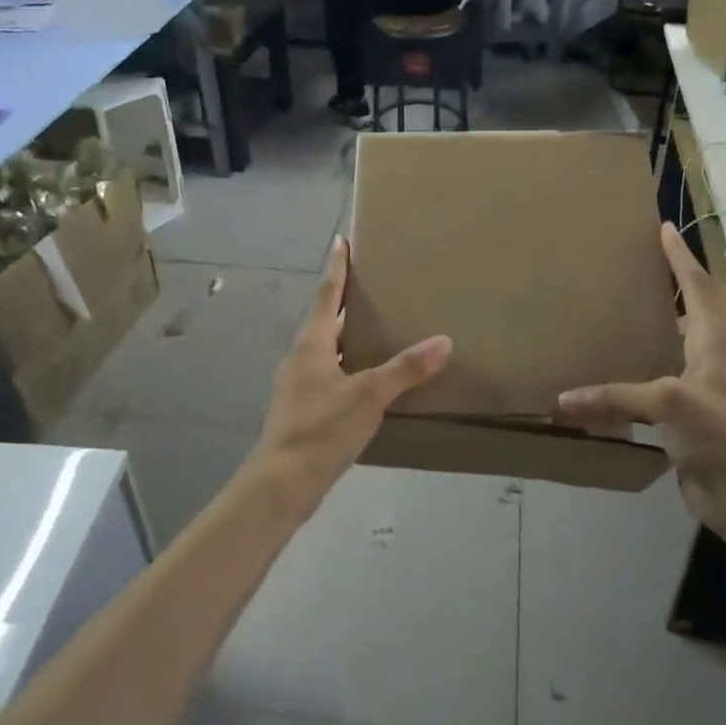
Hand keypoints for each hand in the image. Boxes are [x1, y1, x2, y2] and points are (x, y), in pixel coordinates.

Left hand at [253, 236, 451, 500]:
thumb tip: (444, 341)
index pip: (327, 294)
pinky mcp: (302, 410)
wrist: (281, 484)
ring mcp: (298, 385)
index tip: (340, 240)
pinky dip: (348, 366)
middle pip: (325, 320)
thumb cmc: (322, 429)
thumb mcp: (369, 395)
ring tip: (377, 330)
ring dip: (347, 336)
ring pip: (326, 349)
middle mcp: (301, 357)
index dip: (337, 267)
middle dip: (346, 302)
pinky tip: (367, 380)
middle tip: (372, 286)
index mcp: (312, 343)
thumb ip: (406, 369)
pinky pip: (328, 375)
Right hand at [556, 224, 725, 533]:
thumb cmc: (721, 435)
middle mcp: (712, 360)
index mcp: (716, 343)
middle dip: (672, 285)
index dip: (681, 258)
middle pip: (695, 311)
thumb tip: (563, 400)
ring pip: (677, 347)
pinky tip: (614, 374)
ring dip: (657, 327)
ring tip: (621, 312)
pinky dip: (638, 372)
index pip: (699, 287)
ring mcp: (703, 390)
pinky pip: (659, 384)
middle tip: (638, 267)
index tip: (664, 229)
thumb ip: (616, 397)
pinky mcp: (689, 419)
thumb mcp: (670, 402)